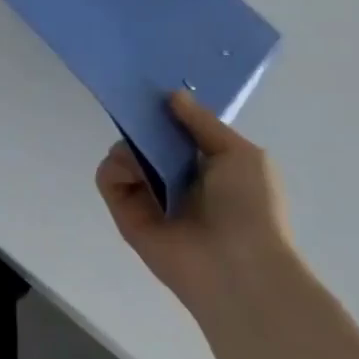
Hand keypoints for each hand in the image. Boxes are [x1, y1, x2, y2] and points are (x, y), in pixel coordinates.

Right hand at [94, 90, 292, 316]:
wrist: (238, 266)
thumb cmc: (250, 207)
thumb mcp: (240, 154)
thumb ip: (203, 122)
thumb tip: (171, 94)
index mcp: (208, 166)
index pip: (177, 132)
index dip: (166, 112)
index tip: (154, 92)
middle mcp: (176, 179)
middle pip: (146, 140)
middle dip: (143, 126)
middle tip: (141, 117)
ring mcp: (148, 196)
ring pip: (123, 155)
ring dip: (130, 148)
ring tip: (146, 161)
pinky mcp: (125, 213)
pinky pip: (108, 177)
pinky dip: (115, 169)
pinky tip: (134, 175)